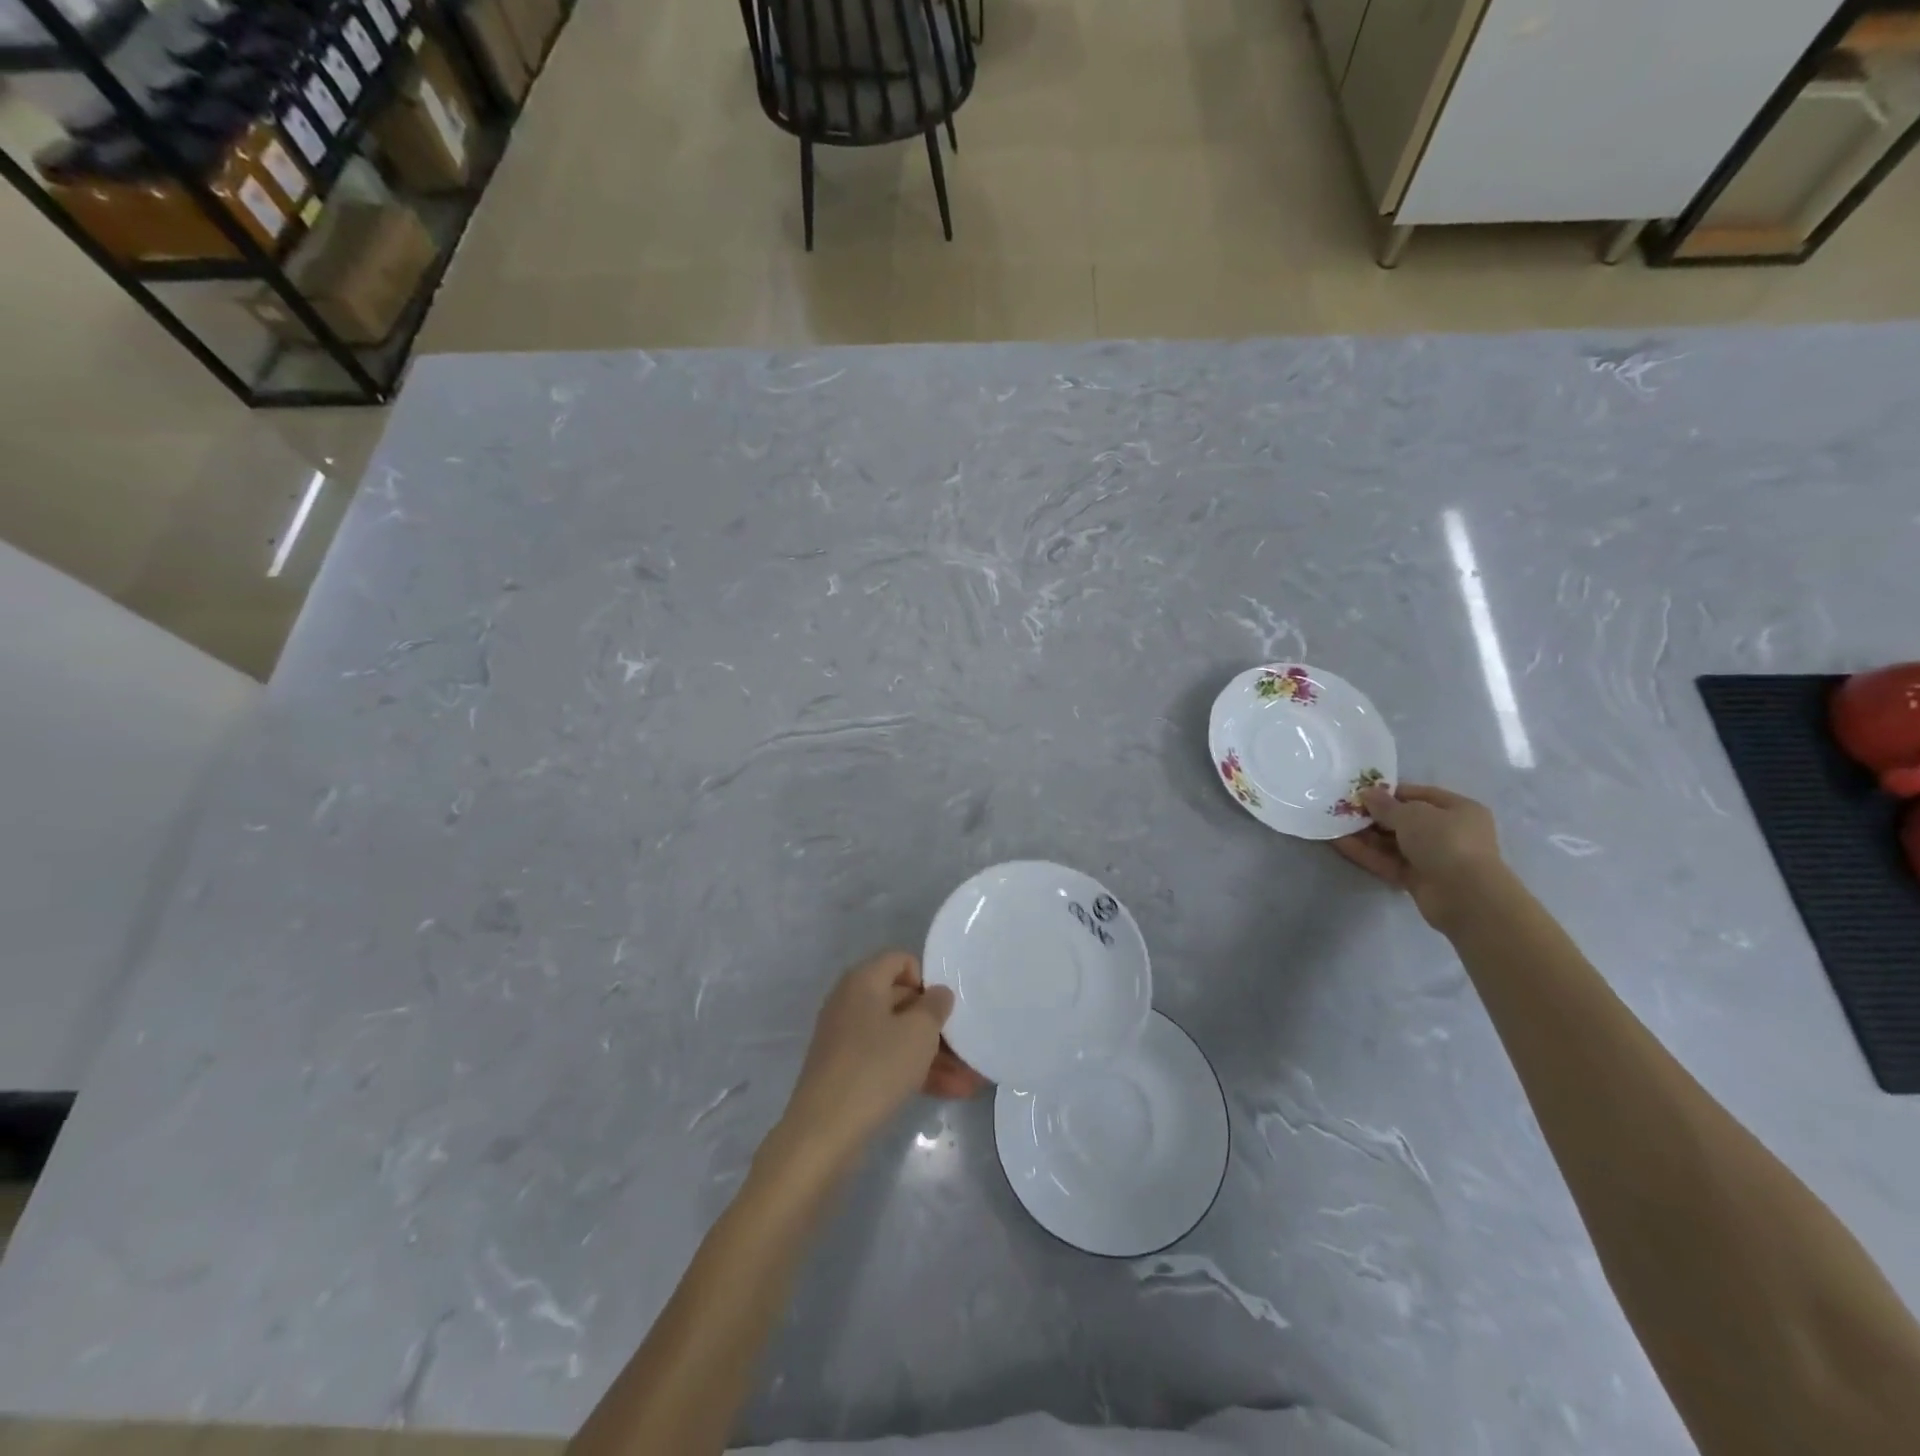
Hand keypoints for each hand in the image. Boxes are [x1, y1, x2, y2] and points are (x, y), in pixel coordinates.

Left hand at [780, 951, 984, 1163]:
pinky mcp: (846, 1070)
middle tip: (967, 1046)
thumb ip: (935, 1006)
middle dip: (937, 1025)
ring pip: (898, 1036)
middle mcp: (851, 1002)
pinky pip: (887, 1060)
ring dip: (933, 1055)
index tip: (945, 1008)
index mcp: (863, 980)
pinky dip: (915, 1071)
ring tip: (970, 1079)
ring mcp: (846, 1038)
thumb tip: (938, 993)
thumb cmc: (876, 1067)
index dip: (927, 979)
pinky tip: (950, 1092)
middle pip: (902, 1000)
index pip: (901, 960)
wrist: (824, 1130)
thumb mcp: (918, 1032)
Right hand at [1332, 782, 1507, 929]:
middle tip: (1341, 809)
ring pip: (1393, 843)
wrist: (1465, 896)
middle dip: (1373, 815)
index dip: (1389, 793)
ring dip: (1364, 835)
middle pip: (1404, 820)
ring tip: (1333, 825)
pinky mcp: (1418, 879)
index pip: (1419, 795)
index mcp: (1458, 810)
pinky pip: (1388, 862)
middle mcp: (1448, 832)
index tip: (1360, 792)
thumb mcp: (1412, 815)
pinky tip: (1339, 843)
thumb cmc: (1445, 841)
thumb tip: (1366, 794)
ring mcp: (1433, 858)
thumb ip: (1385, 805)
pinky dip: (1366, 853)